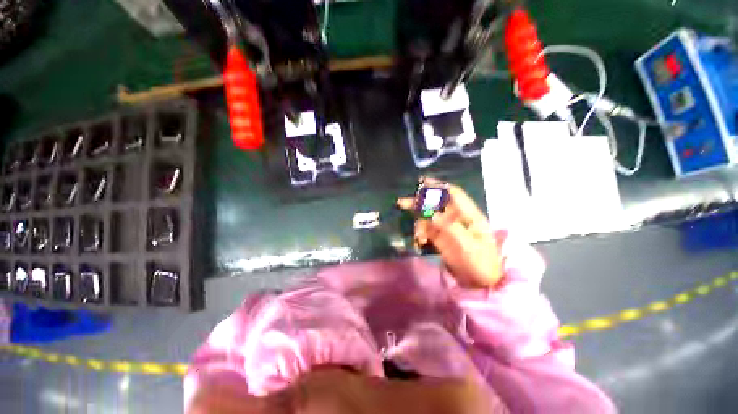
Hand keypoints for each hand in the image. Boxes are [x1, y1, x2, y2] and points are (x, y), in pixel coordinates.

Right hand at [397, 178, 501, 288]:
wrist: (482, 283)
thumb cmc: (482, 262)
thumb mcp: (469, 245)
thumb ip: (450, 227)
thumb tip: (432, 213)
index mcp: (469, 215)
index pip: (454, 195)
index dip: (439, 186)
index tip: (422, 182)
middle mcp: (456, 218)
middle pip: (436, 204)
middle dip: (420, 202)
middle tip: (402, 202)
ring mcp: (447, 228)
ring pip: (428, 218)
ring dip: (419, 224)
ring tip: (418, 237)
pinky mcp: (440, 238)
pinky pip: (426, 231)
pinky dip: (420, 234)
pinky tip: (419, 242)